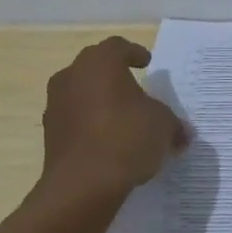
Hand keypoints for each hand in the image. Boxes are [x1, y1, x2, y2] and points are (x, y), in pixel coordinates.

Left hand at [34, 37, 188, 205]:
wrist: (83, 185)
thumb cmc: (127, 137)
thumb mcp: (164, 126)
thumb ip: (173, 124)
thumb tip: (182, 133)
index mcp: (100, 63)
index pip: (118, 47)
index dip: (134, 53)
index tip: (146, 63)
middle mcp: (72, 76)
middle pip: (95, 67)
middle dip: (114, 76)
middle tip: (135, 88)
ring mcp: (56, 106)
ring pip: (81, 93)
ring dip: (99, 101)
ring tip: (122, 118)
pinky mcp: (49, 134)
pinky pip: (74, 120)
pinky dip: (90, 124)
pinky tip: (108, 141)